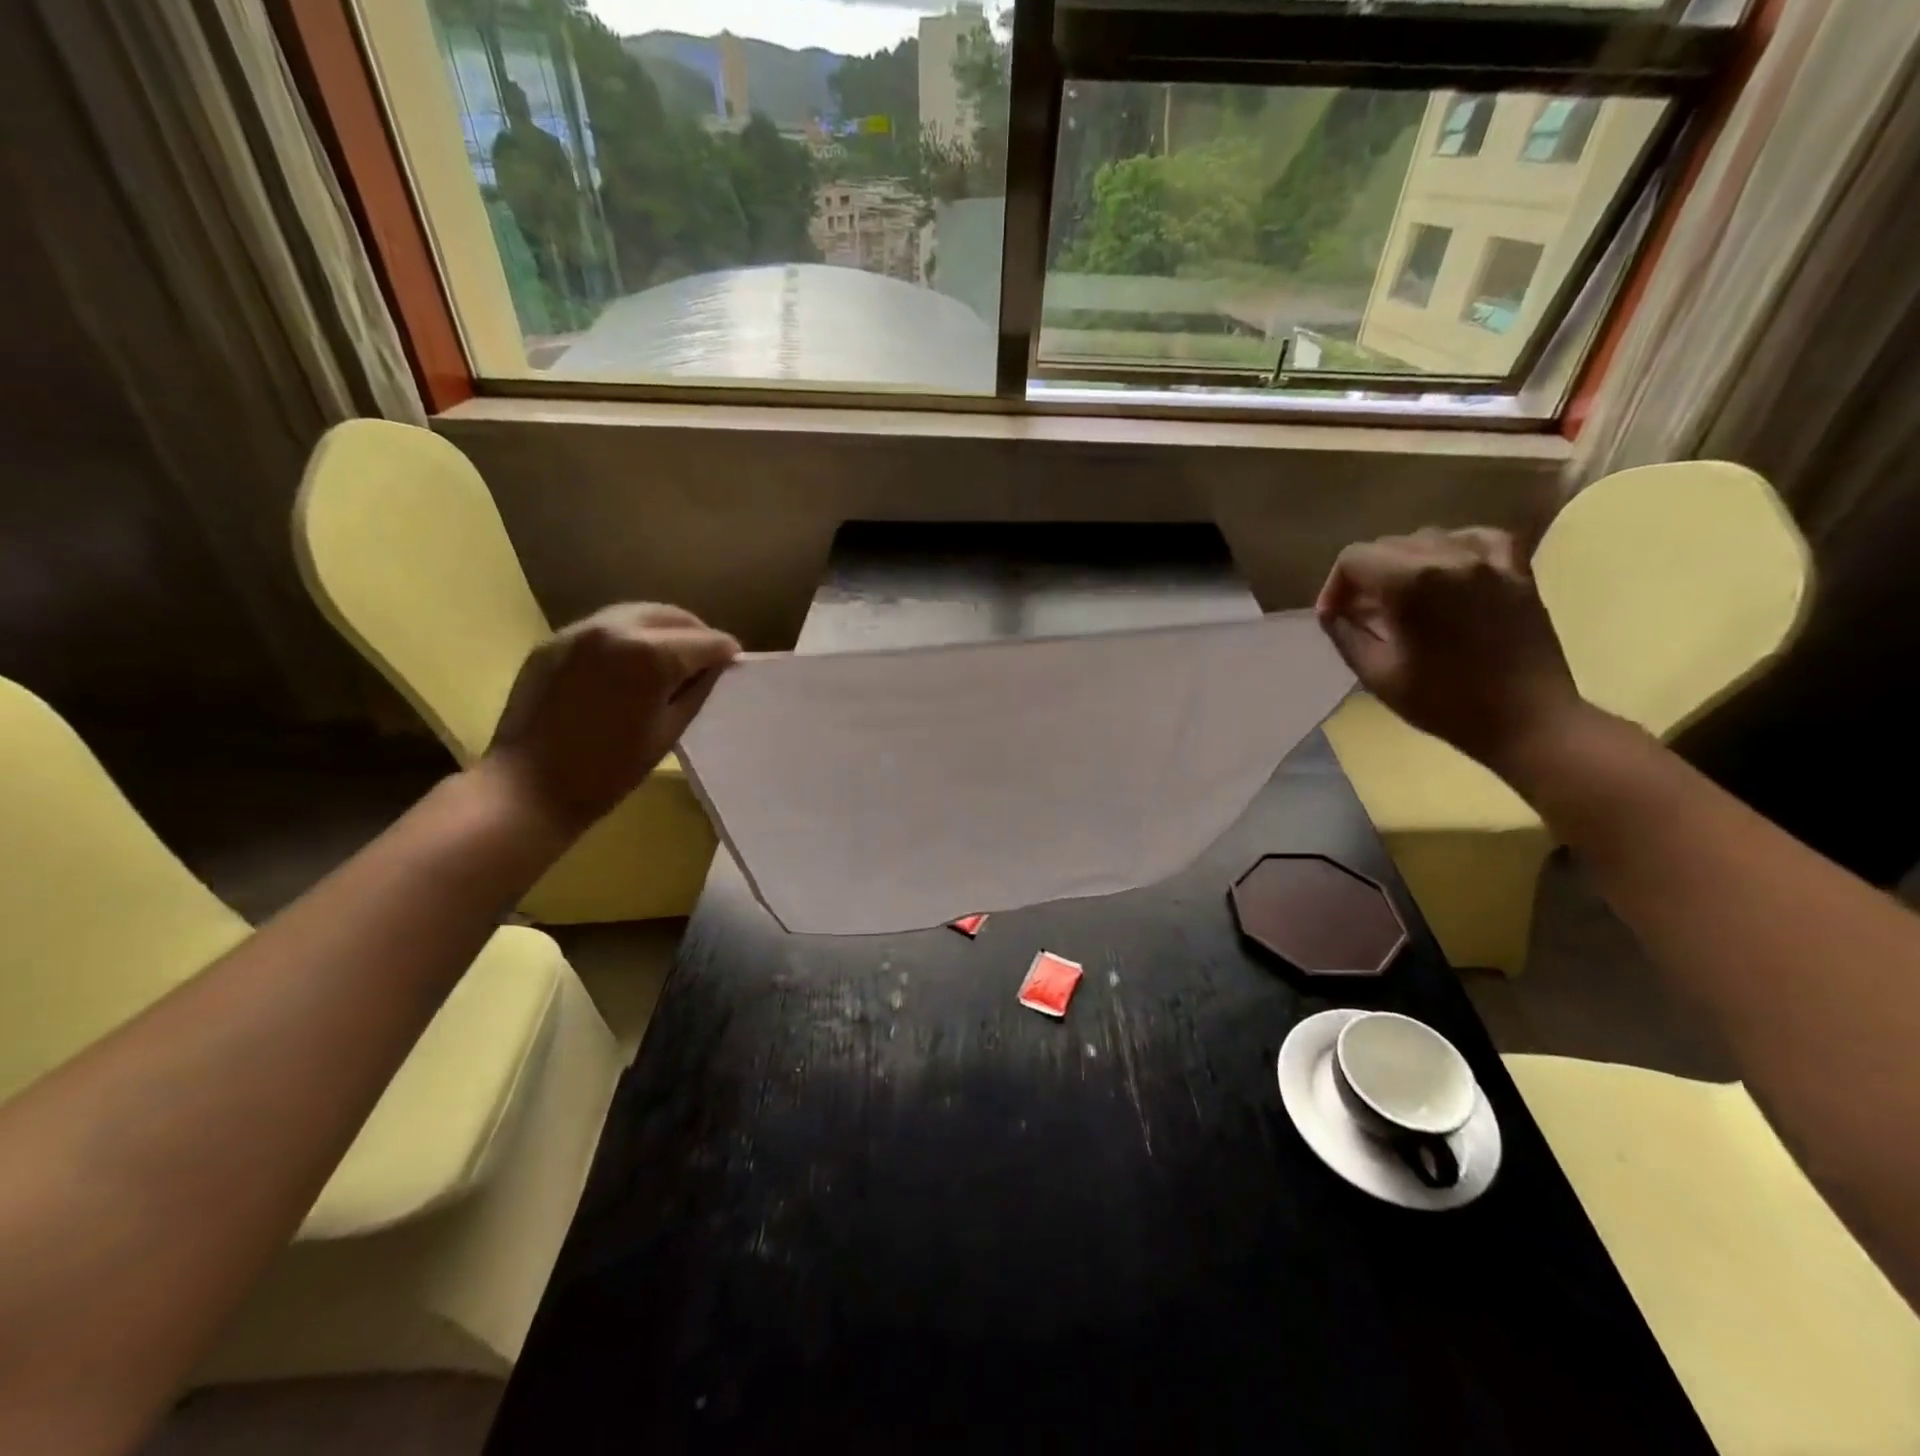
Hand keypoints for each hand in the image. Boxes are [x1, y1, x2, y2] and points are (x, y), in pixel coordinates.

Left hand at [484, 603, 739, 834]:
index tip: (734, 664)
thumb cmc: (609, 771)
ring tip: (670, 656)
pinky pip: (604, 627)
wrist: (529, 788)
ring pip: (636, 614)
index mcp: (651, 655)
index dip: (726, 653)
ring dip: (662, 629)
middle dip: (696, 633)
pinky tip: (629, 664)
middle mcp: (617, 629)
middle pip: (672, 616)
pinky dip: (627, 636)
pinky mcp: (554, 642)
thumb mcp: (669, 732)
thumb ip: (697, 691)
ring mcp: (580, 631)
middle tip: (707, 658)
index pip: (706, 641)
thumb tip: (713, 668)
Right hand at [1315, 528, 1585, 774]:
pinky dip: (1455, 550)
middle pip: (1388, 545)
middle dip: (1365, 577)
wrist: (1526, 719)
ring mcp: (1489, 561)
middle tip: (1363, 614)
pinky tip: (1449, 572)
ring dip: (1404, 564)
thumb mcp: (1376, 674)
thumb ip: (1346, 634)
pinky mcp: (1517, 571)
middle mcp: (1449, 557)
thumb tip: (1331, 612)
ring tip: (1402, 599)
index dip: (1335, 586)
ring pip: (1429, 539)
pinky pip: (1480, 539)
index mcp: (1410, 582)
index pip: (1353, 558)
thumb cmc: (1444, 702)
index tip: (1335, 616)